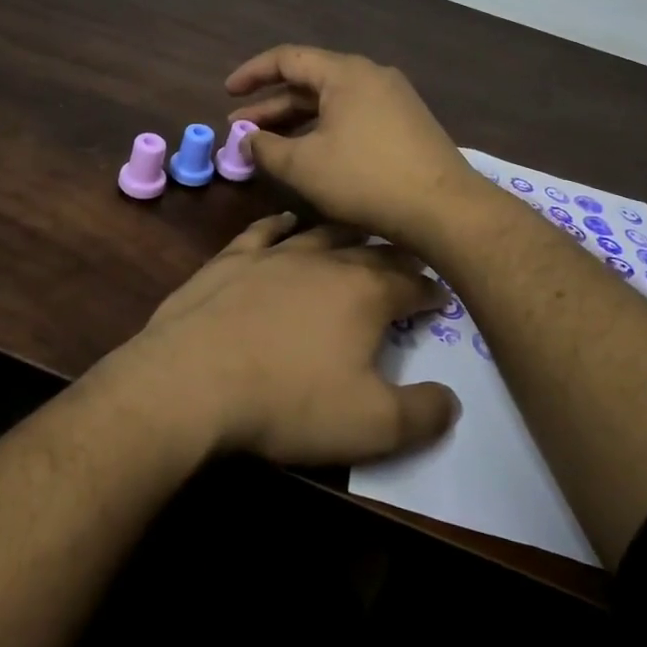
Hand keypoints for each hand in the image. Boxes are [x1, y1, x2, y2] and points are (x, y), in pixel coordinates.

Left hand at [115, 213, 459, 464]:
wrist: (194, 380)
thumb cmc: (290, 402)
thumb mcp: (373, 425)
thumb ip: (423, 413)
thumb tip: (451, 399)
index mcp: (365, 293)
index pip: (412, 283)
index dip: (431, 291)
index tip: (441, 297)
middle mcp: (324, 261)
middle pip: (371, 250)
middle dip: (395, 255)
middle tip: (408, 261)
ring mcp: (274, 254)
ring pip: (321, 232)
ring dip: (345, 233)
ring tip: (359, 234)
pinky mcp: (232, 258)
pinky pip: (264, 230)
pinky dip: (282, 223)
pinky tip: (287, 221)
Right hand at [226, 44, 483, 248]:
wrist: (445, 210)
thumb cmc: (366, 180)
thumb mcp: (304, 166)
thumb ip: (266, 148)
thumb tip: (248, 140)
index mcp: (345, 73)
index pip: (287, 58)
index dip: (252, 74)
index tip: (227, 93)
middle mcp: (370, 76)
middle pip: (309, 81)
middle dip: (271, 105)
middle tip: (240, 129)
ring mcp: (393, 99)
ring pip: (331, 101)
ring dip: (296, 120)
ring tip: (267, 143)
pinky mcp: (405, 124)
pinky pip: (352, 115)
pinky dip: (323, 129)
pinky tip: (310, 153)